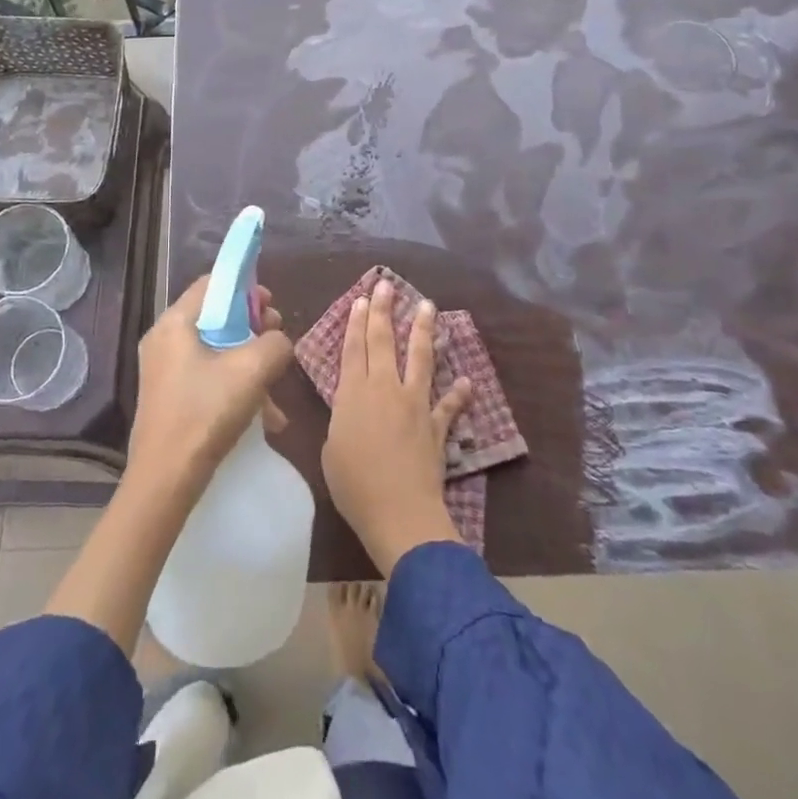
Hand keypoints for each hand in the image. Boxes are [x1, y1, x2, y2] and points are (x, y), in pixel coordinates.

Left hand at [124, 274, 293, 500]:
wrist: (165, 481)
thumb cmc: (205, 414)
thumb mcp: (251, 371)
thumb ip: (274, 344)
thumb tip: (278, 341)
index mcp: (175, 322)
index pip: (212, 283)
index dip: (245, 288)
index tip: (271, 306)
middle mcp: (164, 339)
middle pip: (215, 317)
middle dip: (251, 327)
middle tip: (276, 342)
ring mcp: (164, 370)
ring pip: (215, 350)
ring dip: (248, 362)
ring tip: (274, 385)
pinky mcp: (169, 397)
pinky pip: (207, 377)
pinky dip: (234, 386)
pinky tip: (263, 417)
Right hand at [321, 280, 471, 574]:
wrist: (398, 513)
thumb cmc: (354, 485)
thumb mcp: (331, 449)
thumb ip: (341, 420)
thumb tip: (350, 410)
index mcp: (353, 394)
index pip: (353, 348)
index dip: (355, 322)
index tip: (360, 298)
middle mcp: (384, 389)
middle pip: (383, 342)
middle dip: (383, 311)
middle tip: (386, 285)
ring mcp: (414, 404)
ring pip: (419, 358)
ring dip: (422, 330)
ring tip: (427, 306)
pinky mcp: (436, 426)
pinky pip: (448, 406)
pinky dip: (458, 395)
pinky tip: (467, 382)